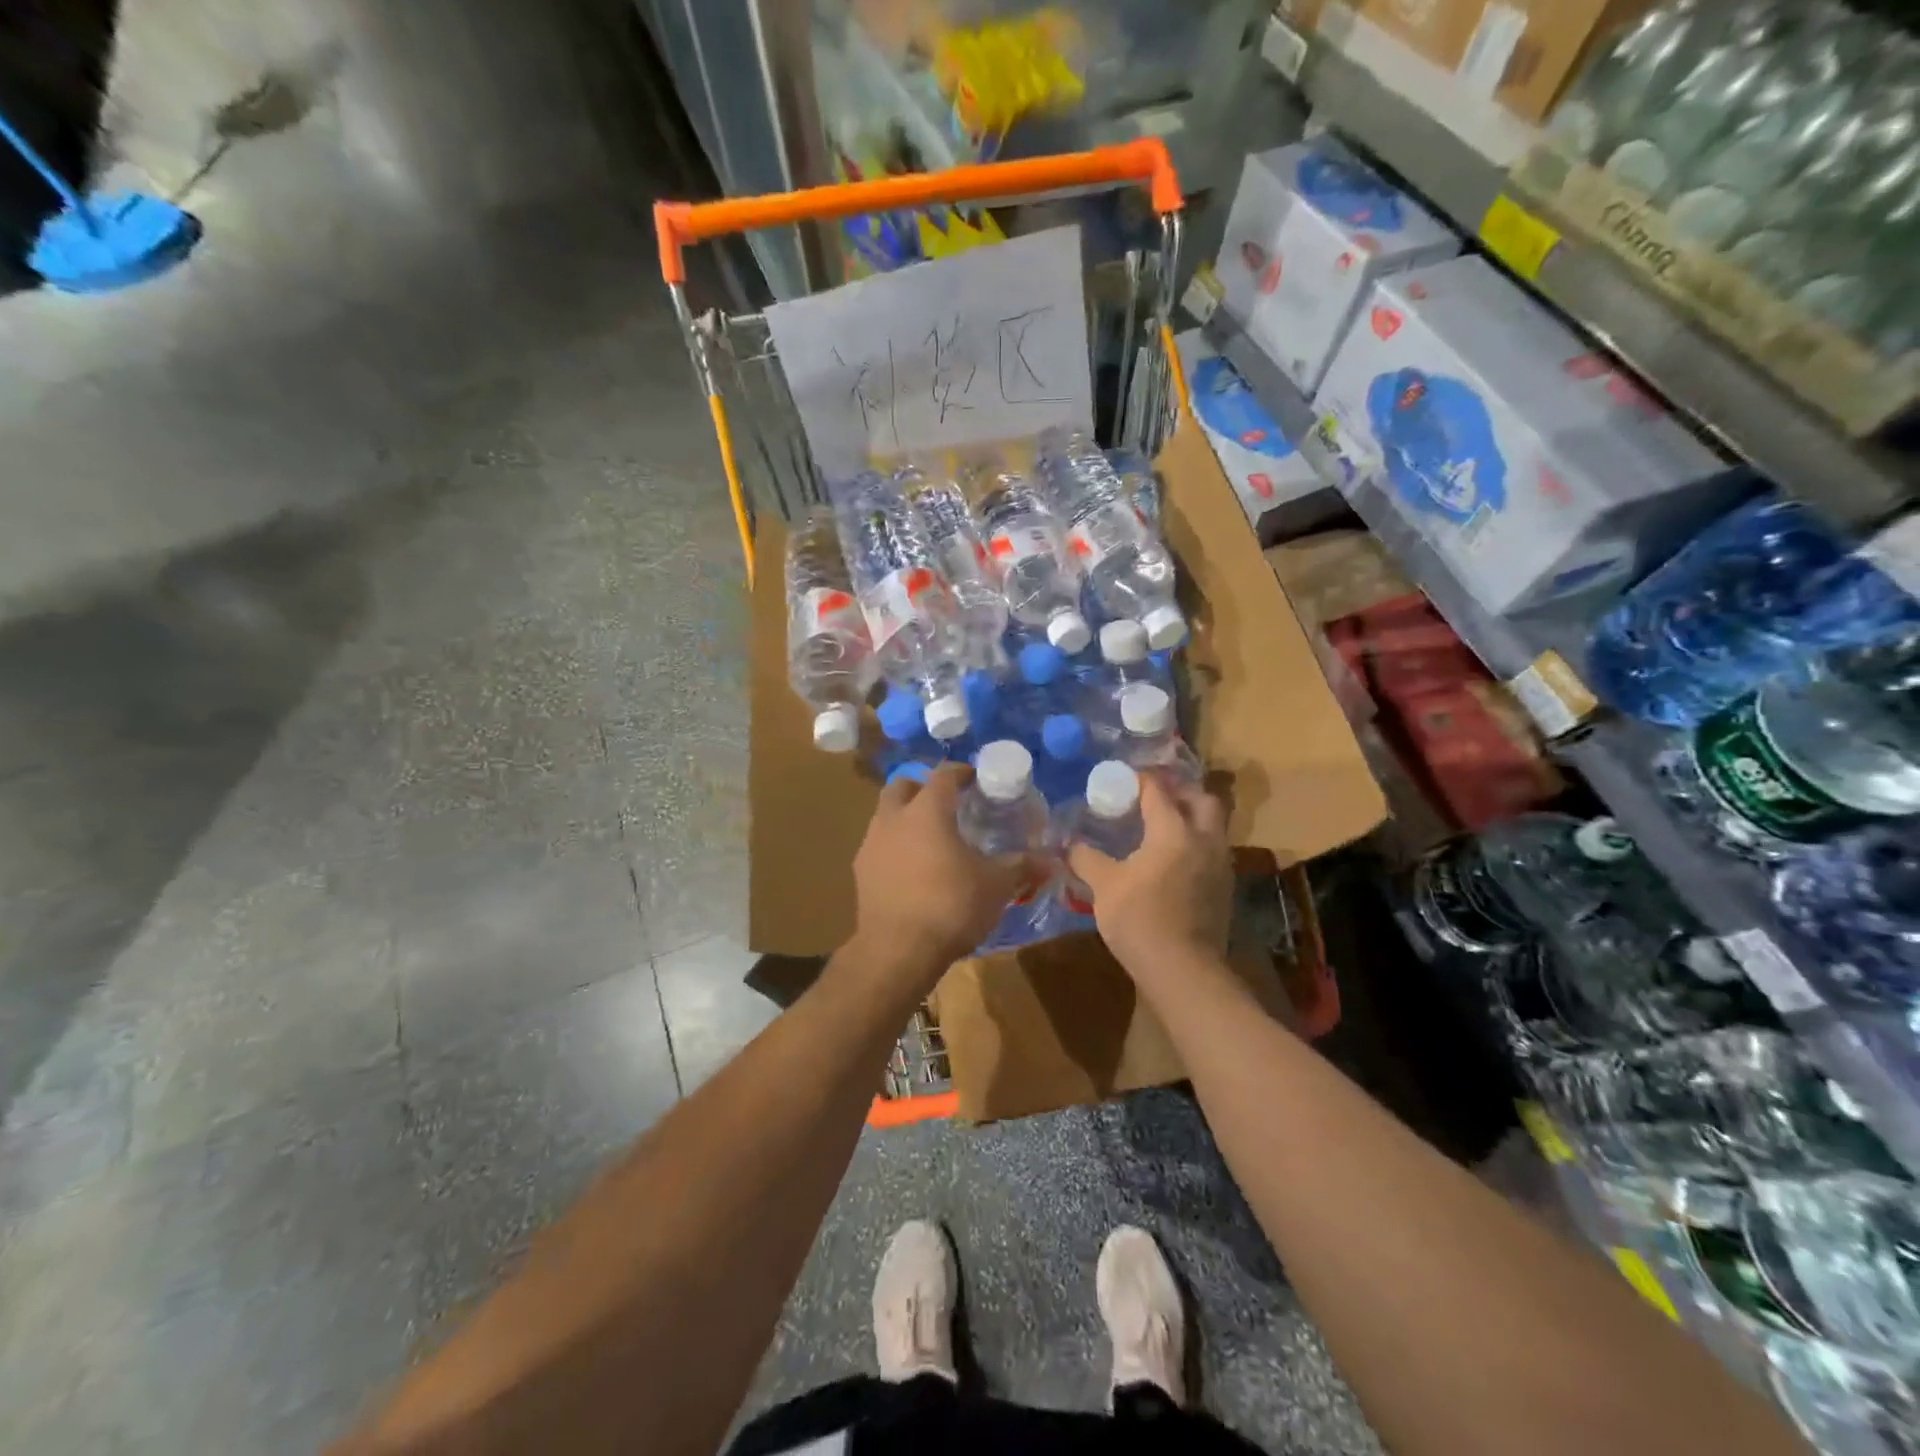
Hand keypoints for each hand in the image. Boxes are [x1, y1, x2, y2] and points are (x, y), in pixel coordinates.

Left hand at [849, 764, 1033, 981]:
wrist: (897, 952)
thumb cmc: (950, 907)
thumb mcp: (996, 886)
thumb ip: (1021, 867)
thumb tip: (1051, 861)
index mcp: (927, 811)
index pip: (943, 775)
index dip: (961, 772)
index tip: (976, 779)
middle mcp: (893, 818)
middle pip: (903, 786)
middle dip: (923, 788)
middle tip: (947, 804)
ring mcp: (871, 844)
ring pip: (886, 815)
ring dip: (906, 817)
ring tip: (931, 838)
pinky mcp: (861, 871)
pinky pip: (879, 845)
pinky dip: (895, 846)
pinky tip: (913, 868)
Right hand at [1068, 772, 1232, 976]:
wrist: (1183, 971)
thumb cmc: (1140, 919)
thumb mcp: (1104, 886)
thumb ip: (1086, 859)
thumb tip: (1070, 845)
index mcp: (1174, 831)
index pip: (1159, 790)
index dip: (1140, 779)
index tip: (1123, 777)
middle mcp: (1204, 840)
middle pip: (1202, 799)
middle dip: (1180, 792)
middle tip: (1155, 798)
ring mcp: (1220, 866)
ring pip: (1213, 827)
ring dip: (1192, 819)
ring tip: (1163, 828)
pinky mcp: (1224, 890)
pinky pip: (1212, 853)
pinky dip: (1195, 846)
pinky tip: (1173, 862)